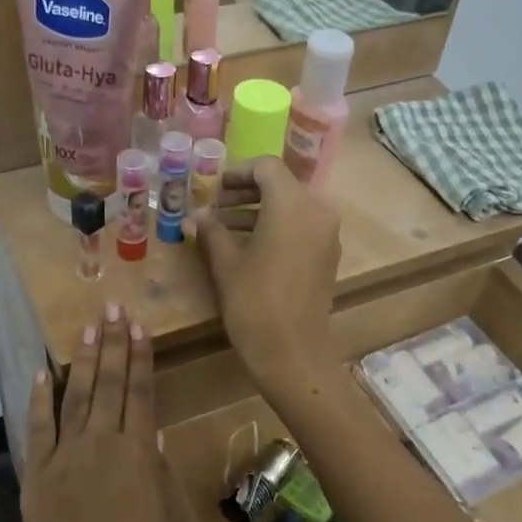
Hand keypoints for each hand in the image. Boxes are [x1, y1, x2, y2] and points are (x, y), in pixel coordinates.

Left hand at [21, 304, 183, 521]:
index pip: (140, 393)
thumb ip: (160, 473)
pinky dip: (39, 399)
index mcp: (137, 456)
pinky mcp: (36, 477)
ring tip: (87, 328)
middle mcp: (99, 446)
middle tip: (113, 308)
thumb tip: (152, 434)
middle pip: (107, 385)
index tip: (139, 325)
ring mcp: (63, 459)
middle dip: (112, 344)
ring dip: (81, 360)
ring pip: (74, 397)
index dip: (140, 357)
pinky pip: (37, 430)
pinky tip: (41, 373)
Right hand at [195, 156, 340, 393]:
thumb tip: (194, 216)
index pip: (266, 167)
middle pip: (280, 185)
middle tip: (213, 206)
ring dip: (257, 210)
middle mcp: (317, 211)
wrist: (292, 354)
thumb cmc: (255, 303)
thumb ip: (211, 231)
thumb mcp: (226, 263)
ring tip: (221, 227)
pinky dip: (274, 227)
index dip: (236, 172)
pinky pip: (300, 227)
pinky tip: (246, 246)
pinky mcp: (327, 256)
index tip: (211, 188)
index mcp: (292, 205)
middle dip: (244, 192)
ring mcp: (326, 234)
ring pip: (290, 207)